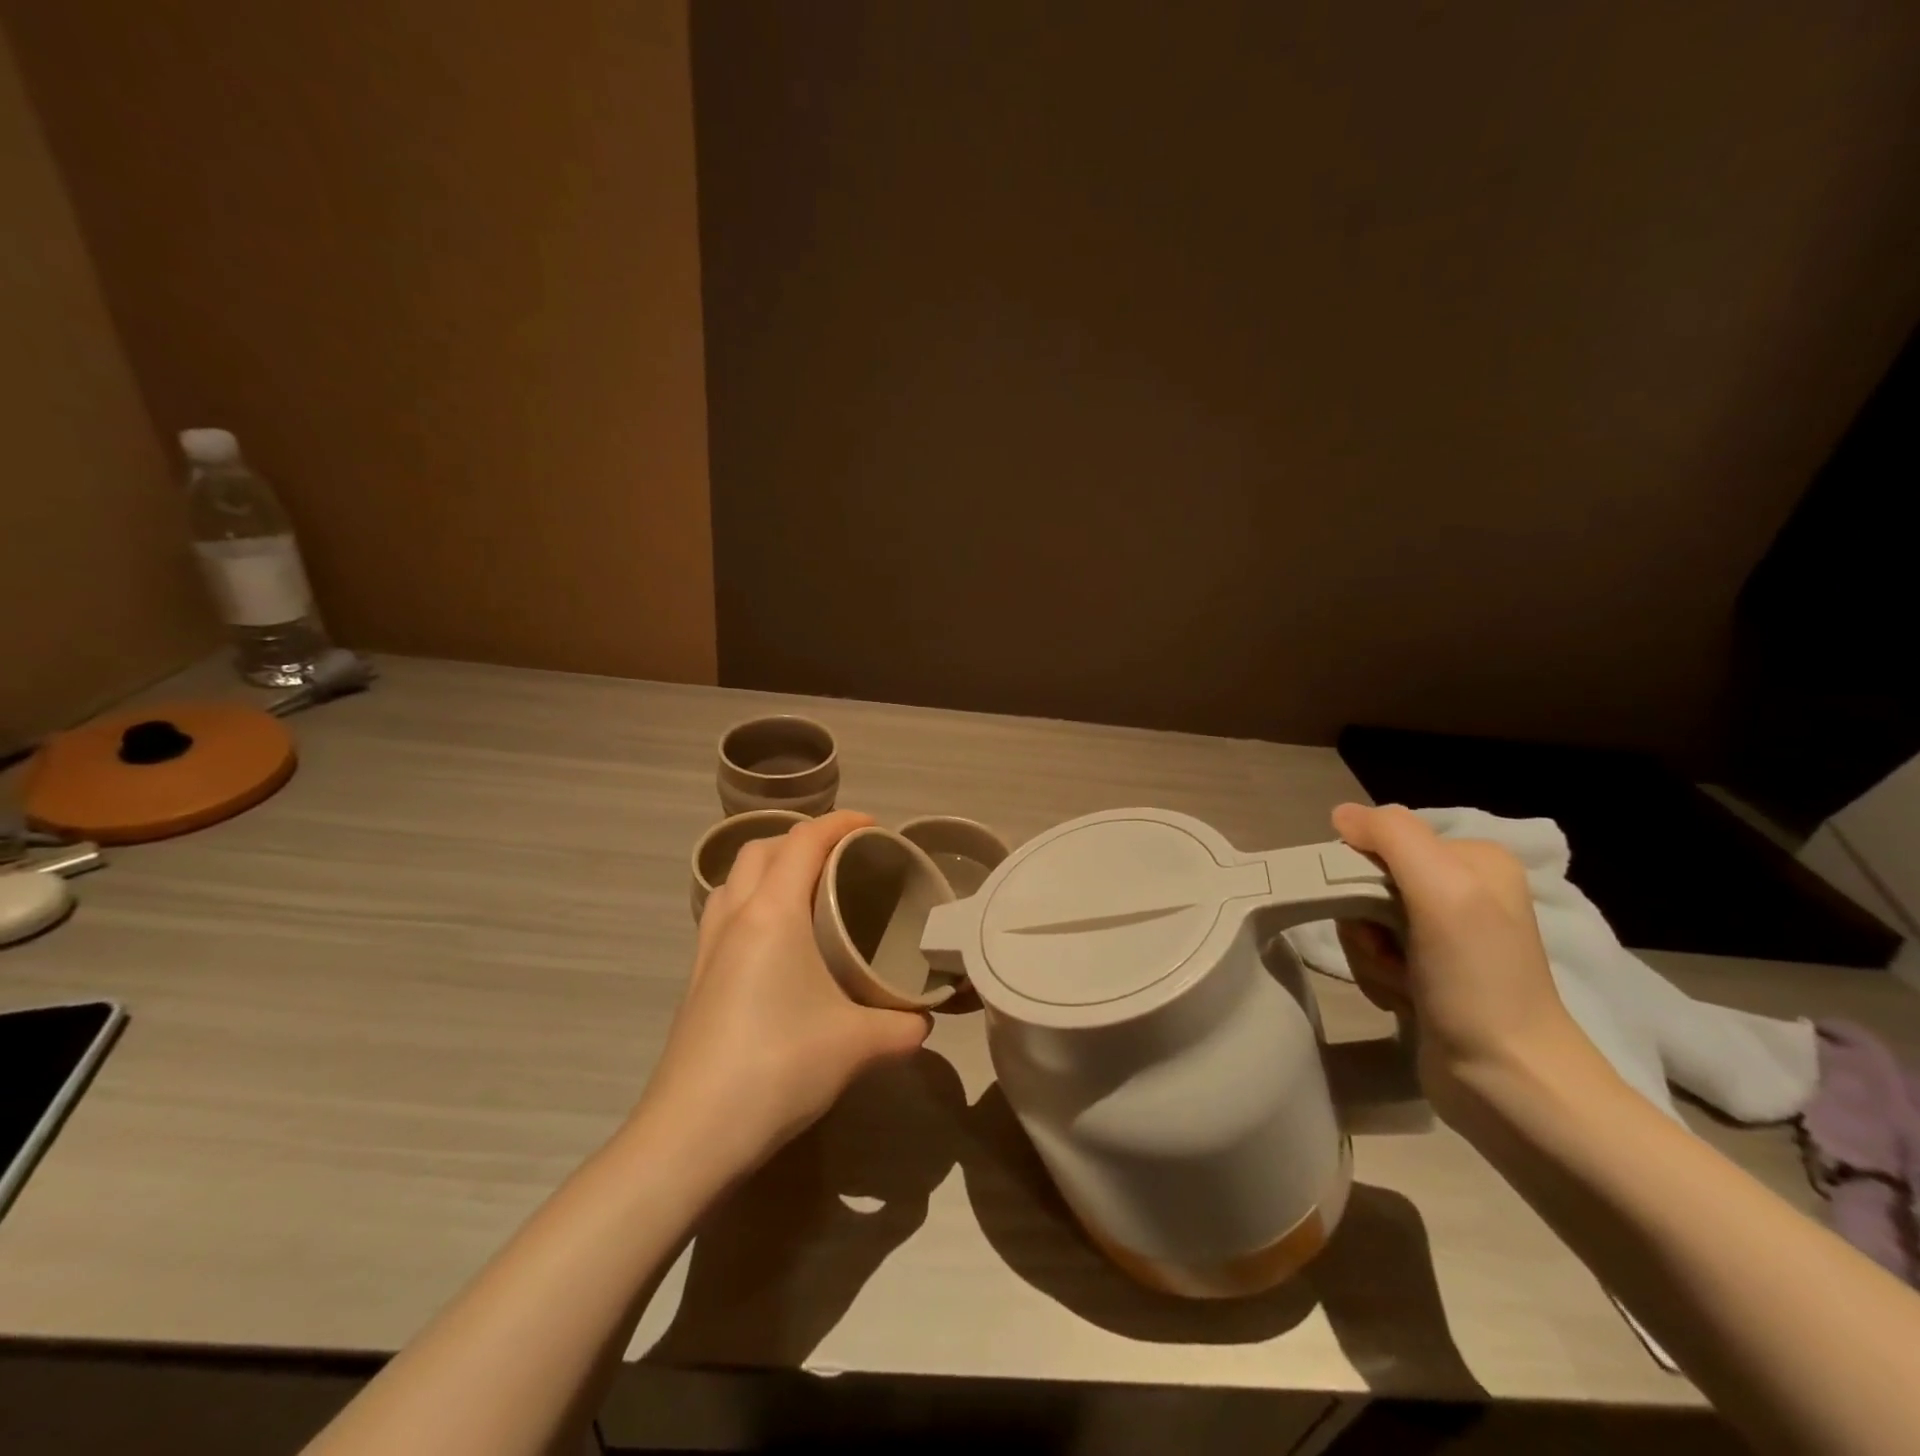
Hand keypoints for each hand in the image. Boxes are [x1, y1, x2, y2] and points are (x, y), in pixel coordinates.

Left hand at [637, 811, 931, 1182]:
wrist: (692, 1133)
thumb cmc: (777, 1068)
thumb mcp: (857, 1046)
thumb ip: (902, 1026)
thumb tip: (923, 1021)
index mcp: (772, 914)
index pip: (804, 841)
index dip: (840, 823)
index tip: (873, 826)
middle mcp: (734, 917)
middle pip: (761, 849)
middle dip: (802, 839)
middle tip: (842, 858)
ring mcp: (707, 947)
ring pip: (734, 879)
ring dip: (770, 867)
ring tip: (808, 890)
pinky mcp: (697, 977)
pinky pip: (724, 912)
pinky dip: (752, 901)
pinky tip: (778, 940)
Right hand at [1330, 803, 1587, 1118]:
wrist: (1508, 1080)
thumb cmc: (1478, 979)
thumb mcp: (1443, 890)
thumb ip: (1393, 837)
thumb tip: (1341, 814)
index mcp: (1473, 860)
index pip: (1382, 840)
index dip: (1359, 873)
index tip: (1374, 912)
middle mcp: (1461, 890)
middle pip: (1367, 882)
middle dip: (1363, 921)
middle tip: (1388, 952)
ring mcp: (1444, 935)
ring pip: (1364, 922)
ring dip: (1369, 955)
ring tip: (1401, 983)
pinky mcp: (1429, 973)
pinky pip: (1374, 955)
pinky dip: (1377, 976)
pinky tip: (1402, 999)